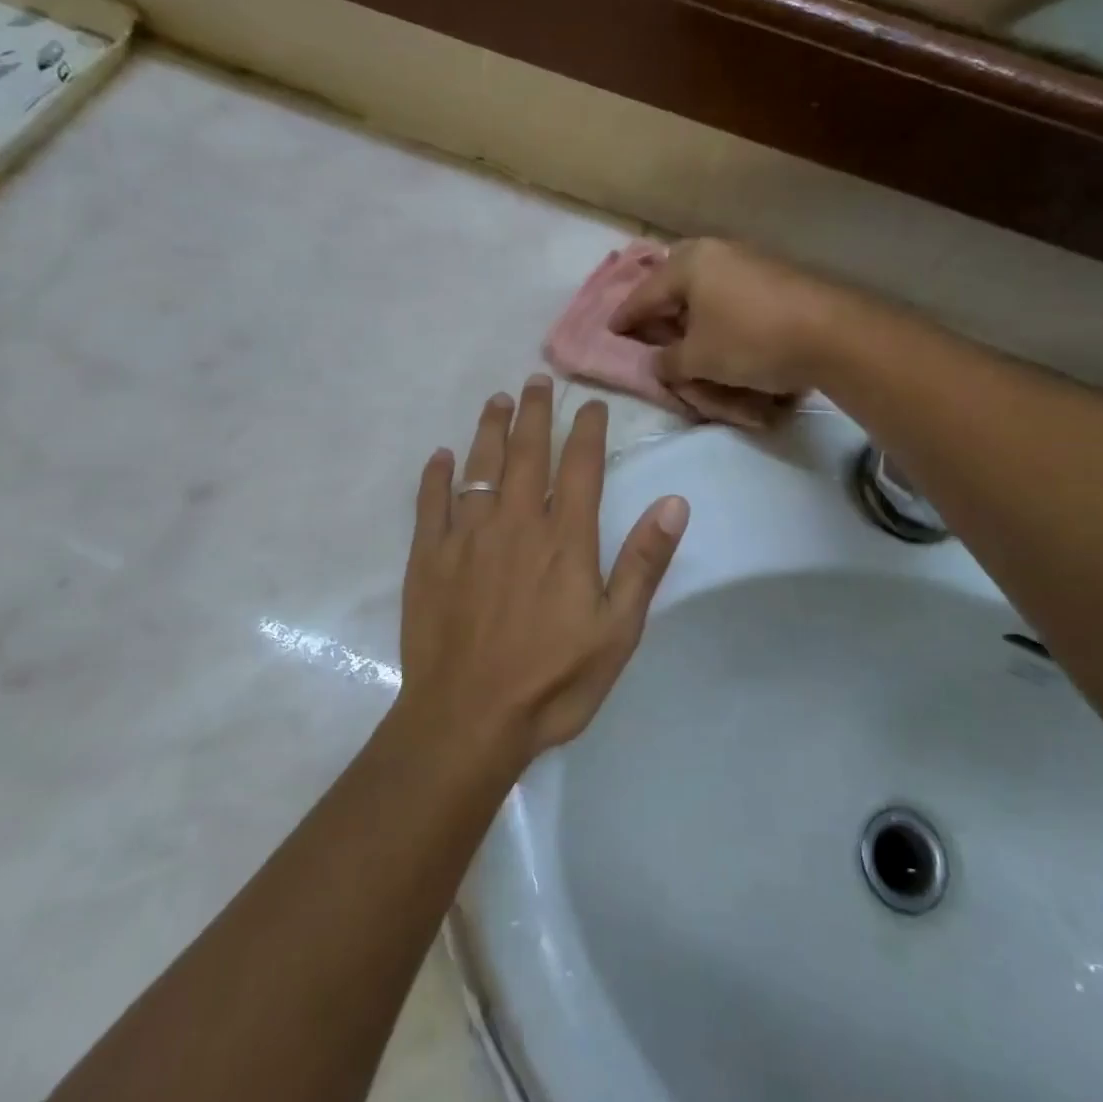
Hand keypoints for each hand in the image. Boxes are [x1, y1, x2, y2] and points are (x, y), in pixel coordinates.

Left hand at [398, 376, 689, 763]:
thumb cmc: (552, 681)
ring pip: (479, 467)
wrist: (468, 720)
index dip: (586, 430)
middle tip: (536, 381)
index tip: (589, 404)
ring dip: (490, 430)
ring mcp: (466, 537)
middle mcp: (515, 523)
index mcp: (564, 539)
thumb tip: (673, 503)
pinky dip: (435, 476)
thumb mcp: (617, 630)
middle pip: (527, 454)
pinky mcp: (428, 557)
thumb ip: (643, 563)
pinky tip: (440, 457)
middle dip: (535, 413)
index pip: (580, 467)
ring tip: (497, 401)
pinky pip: (430, 503)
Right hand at [610, 240, 841, 398]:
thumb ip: (668, 361)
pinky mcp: (774, 276)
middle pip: (675, 281)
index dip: (626, 317)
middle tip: (647, 329)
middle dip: (659, 306)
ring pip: (705, 285)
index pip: (645, 293)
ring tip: (682, 333)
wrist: (831, 334)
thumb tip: (657, 361)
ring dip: (690, 310)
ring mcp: (749, 260)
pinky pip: (730, 292)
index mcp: (690, 263)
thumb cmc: (750, 340)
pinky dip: (717, 312)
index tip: (612, 330)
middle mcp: (717, 252)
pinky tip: (721, 330)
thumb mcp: (698, 359)